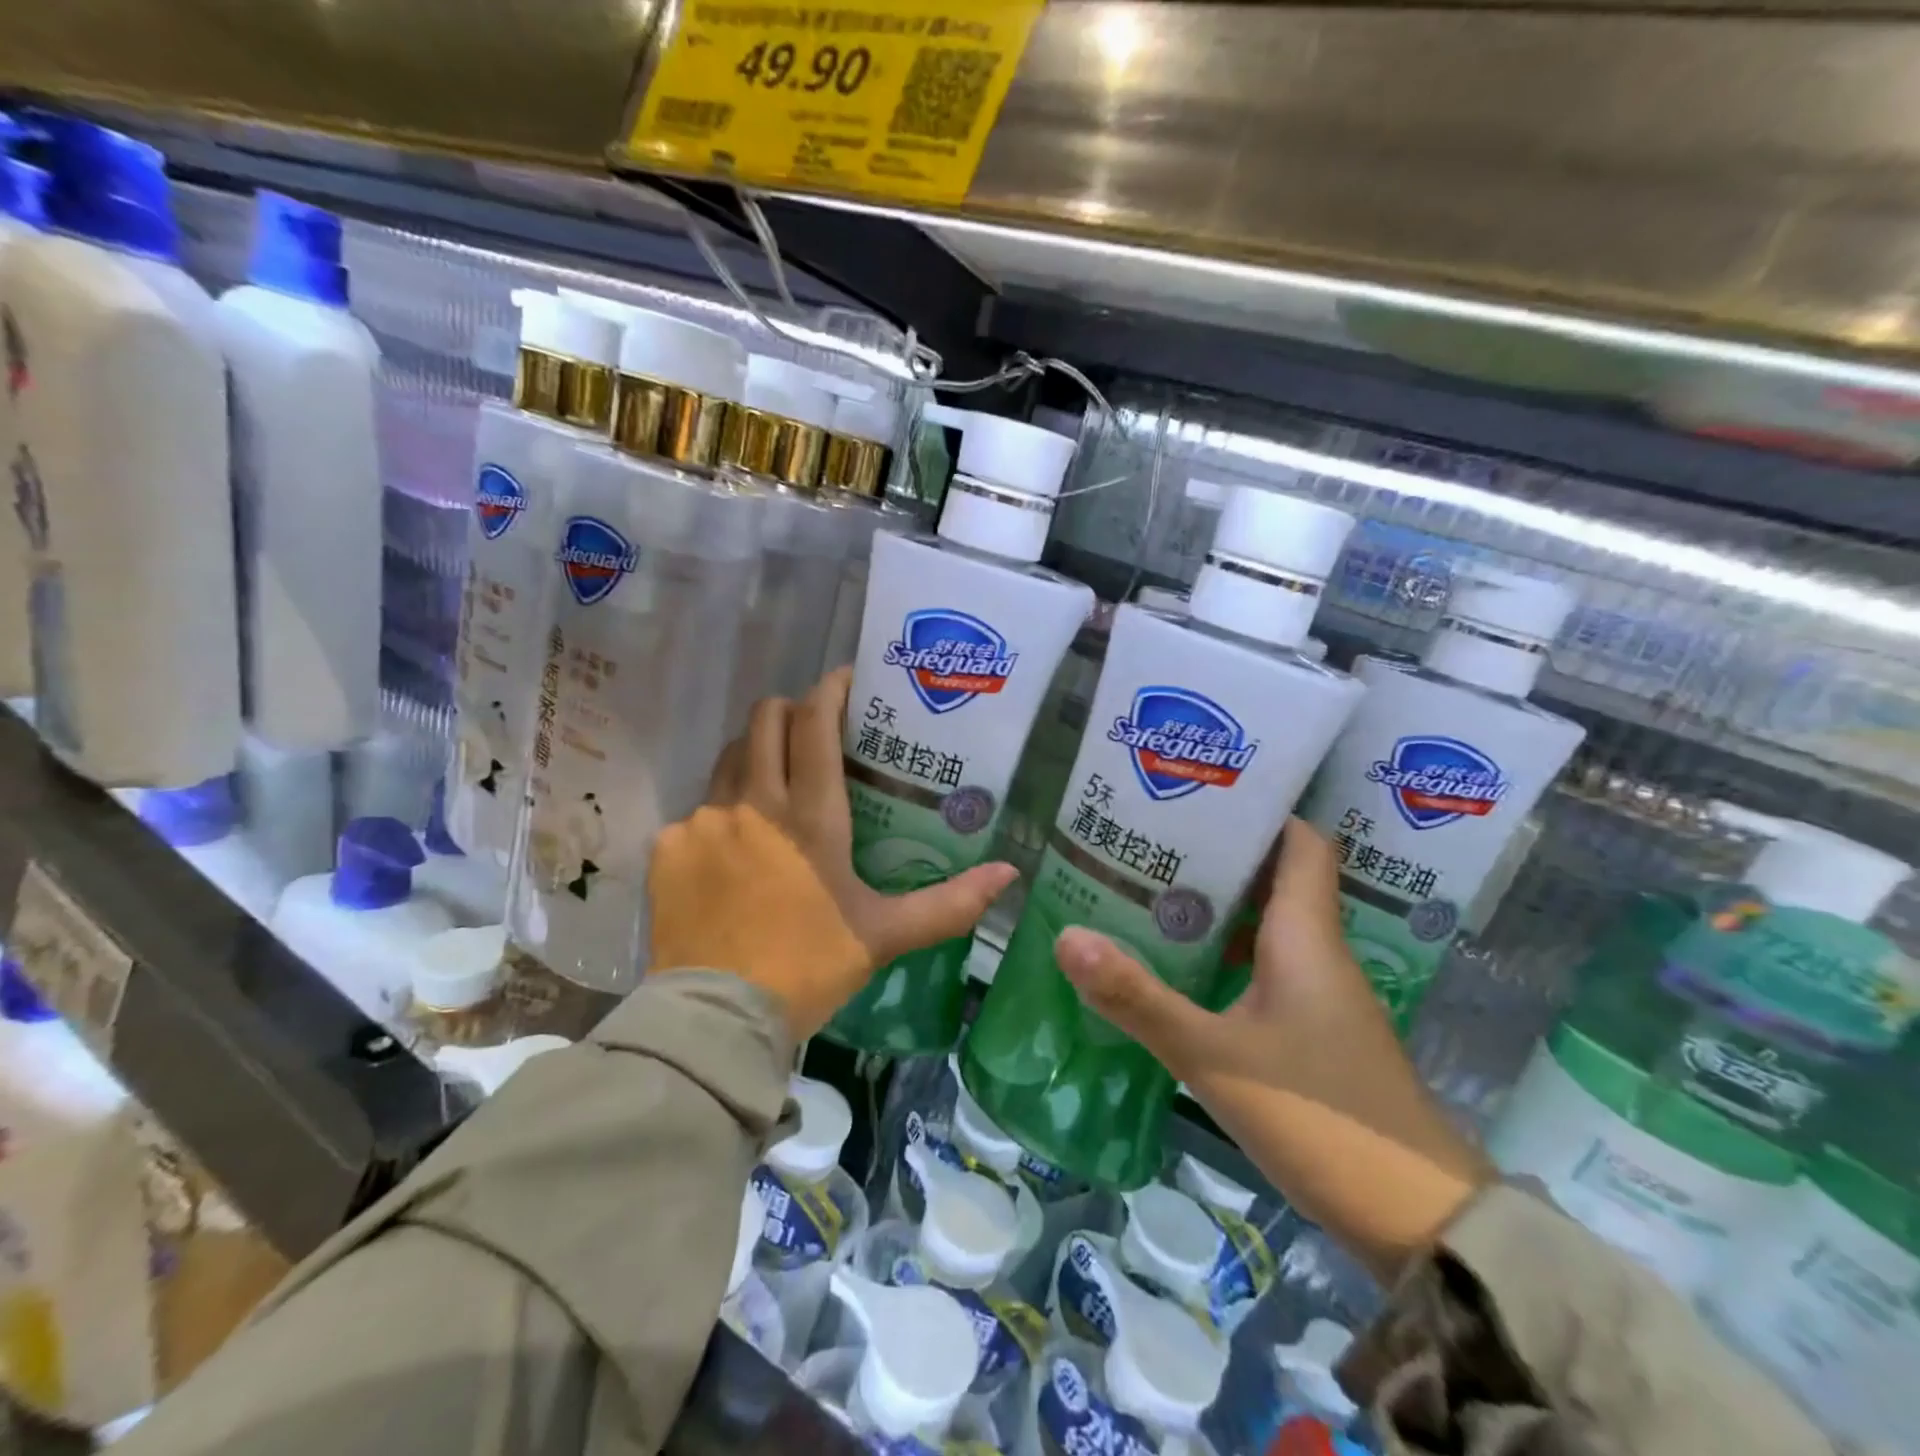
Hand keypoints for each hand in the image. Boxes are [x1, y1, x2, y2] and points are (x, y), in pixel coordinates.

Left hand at [648, 669, 1017, 1039]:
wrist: (716, 1019)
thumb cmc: (809, 968)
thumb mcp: (884, 935)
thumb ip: (949, 904)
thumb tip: (1009, 876)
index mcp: (810, 815)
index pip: (816, 723)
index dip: (832, 689)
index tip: (848, 679)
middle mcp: (753, 802)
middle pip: (765, 719)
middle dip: (790, 710)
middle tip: (813, 731)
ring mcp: (704, 822)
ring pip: (729, 758)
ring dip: (755, 756)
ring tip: (775, 786)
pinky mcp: (668, 848)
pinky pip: (697, 810)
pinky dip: (721, 815)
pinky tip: (733, 853)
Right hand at [1053, 819, 1491, 1279]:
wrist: (1417, 1222)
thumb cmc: (1320, 1118)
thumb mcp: (1214, 1057)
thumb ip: (1138, 999)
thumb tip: (1066, 937)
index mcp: (1305, 936)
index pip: (1301, 842)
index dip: (1260, 810)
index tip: (1200, 793)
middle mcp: (1318, 952)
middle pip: (1275, 876)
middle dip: (1218, 853)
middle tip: (1149, 838)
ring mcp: (1322, 994)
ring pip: (1268, 924)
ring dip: (1219, 904)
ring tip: (1151, 891)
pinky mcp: (1316, 1031)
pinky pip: (1268, 966)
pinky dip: (1228, 952)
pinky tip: (1182, 967)